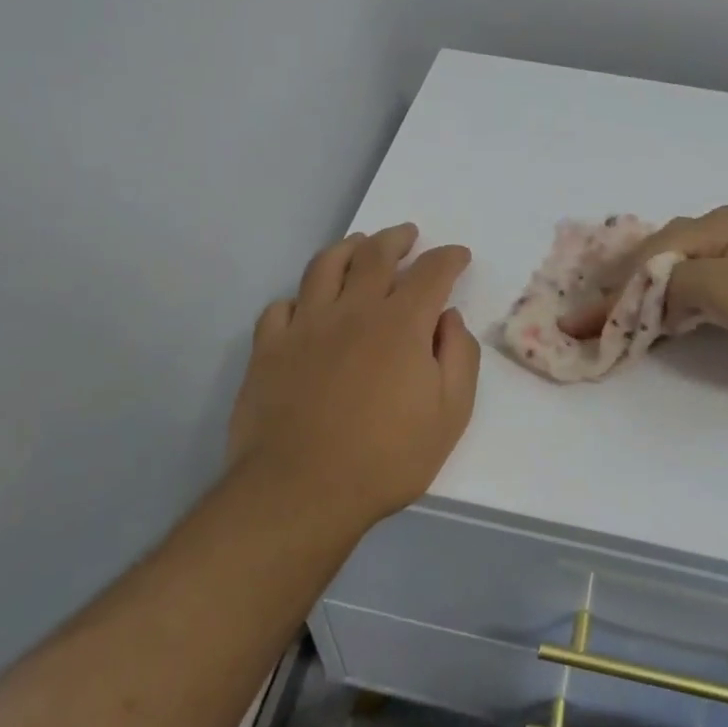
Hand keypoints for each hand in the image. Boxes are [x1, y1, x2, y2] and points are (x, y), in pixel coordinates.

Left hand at [227, 224, 479, 533]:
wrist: (300, 491)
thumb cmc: (386, 457)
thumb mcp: (450, 414)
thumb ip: (459, 357)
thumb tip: (448, 319)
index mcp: (401, 323)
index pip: (431, 272)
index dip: (449, 258)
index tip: (458, 256)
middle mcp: (353, 310)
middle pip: (375, 255)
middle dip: (397, 239)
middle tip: (407, 235)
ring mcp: (305, 325)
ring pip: (325, 266)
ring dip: (347, 248)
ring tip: (358, 245)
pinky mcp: (269, 348)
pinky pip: (281, 306)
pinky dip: (299, 298)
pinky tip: (306, 305)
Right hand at [559, 205, 727, 384]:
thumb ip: (680, 283)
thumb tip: (646, 292)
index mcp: (718, 226)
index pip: (649, 256)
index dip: (612, 292)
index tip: (580, 325)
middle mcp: (724, 233)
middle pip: (655, 258)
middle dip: (618, 289)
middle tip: (584, 320)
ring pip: (673, 273)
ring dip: (639, 297)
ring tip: (608, 322)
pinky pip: (694, 289)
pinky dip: (667, 305)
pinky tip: (656, 321)